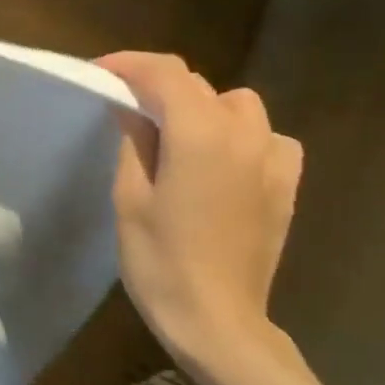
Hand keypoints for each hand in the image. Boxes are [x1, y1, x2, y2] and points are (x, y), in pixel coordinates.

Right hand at [93, 52, 304, 378]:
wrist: (217, 320)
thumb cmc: (160, 260)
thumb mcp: (130, 196)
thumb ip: (135, 142)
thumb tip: (132, 108)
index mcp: (200, 134)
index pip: (166, 74)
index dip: (129, 65)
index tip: (99, 73)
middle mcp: (244, 136)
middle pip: (199, 86)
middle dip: (159, 87)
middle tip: (124, 107)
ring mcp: (273, 161)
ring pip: (238, 105)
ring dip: (202, 107)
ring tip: (175, 134)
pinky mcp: (286, 186)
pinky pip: (267, 138)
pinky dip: (240, 135)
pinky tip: (221, 161)